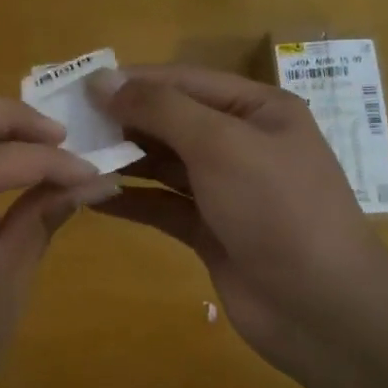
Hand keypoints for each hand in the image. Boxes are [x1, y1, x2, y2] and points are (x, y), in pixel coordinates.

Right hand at [91, 65, 387, 386]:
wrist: (320, 307)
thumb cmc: (276, 208)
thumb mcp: (220, 144)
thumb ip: (160, 108)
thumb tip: (102, 80)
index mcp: (258, 110)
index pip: (185, 81)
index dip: (133, 81)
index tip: (80, 86)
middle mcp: (242, 143)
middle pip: (173, 121)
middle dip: (124, 121)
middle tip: (67, 125)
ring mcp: (227, 190)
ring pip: (165, 164)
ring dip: (123, 160)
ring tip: (72, 158)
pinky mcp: (211, 231)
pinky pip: (163, 206)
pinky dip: (131, 200)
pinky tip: (92, 198)